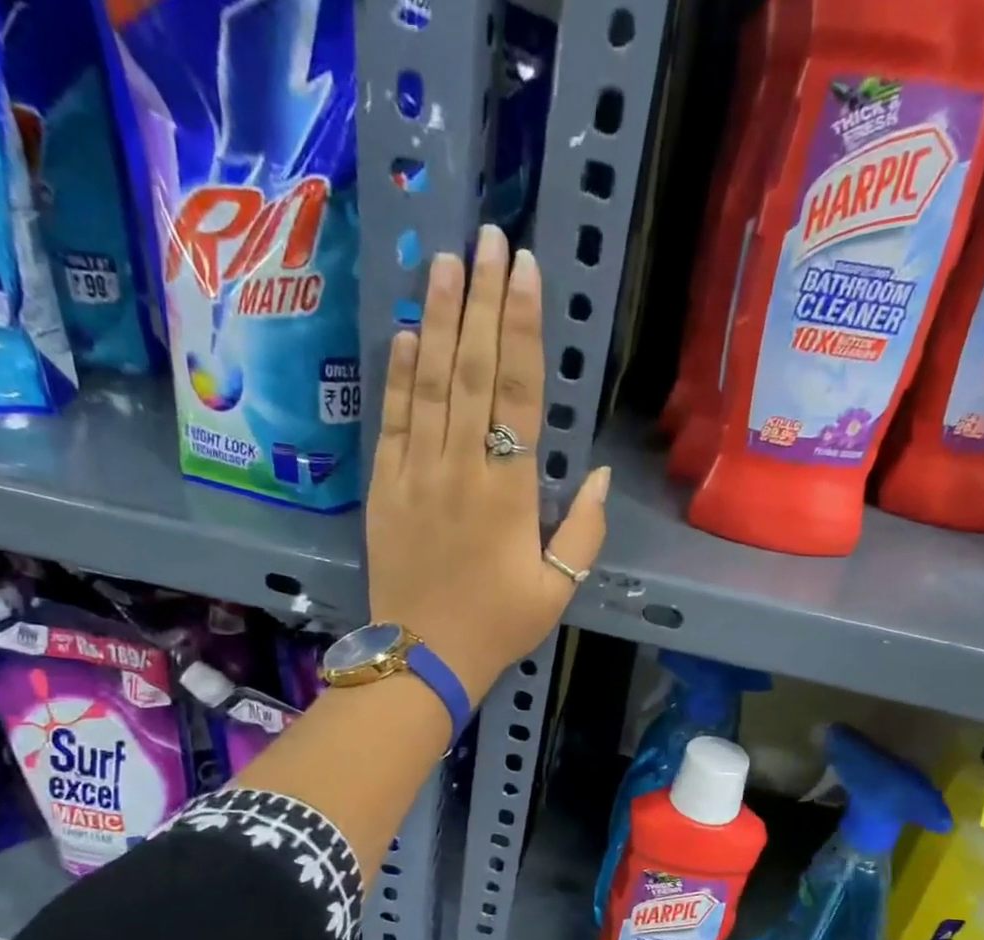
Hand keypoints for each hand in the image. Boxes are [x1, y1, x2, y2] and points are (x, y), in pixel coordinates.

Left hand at [366, 224, 609, 703]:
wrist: (423, 657)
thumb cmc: (498, 626)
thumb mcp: (558, 588)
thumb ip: (583, 530)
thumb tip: (600, 475)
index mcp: (508, 491)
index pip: (517, 392)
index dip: (522, 327)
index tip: (525, 270)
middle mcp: (460, 468)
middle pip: (471, 370)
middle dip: (481, 300)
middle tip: (487, 238)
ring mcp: (415, 474)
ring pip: (427, 383)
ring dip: (436, 319)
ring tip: (445, 262)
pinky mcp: (383, 488)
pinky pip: (391, 421)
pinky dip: (397, 376)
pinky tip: (403, 334)